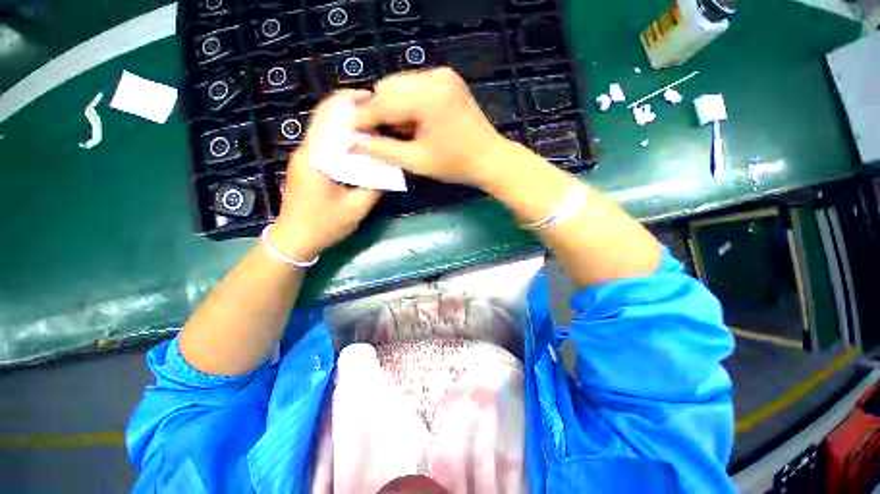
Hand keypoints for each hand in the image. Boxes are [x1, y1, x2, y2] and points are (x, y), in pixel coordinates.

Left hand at [272, 91, 381, 260]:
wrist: (294, 239)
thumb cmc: (324, 225)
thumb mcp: (355, 209)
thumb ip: (374, 186)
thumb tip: (388, 167)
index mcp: (316, 158)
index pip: (329, 117)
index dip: (350, 103)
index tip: (374, 100)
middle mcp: (307, 151)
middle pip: (325, 117)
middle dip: (350, 108)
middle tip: (378, 110)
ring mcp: (305, 157)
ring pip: (325, 128)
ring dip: (347, 122)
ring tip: (372, 123)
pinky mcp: (308, 165)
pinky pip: (325, 142)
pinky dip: (342, 136)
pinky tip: (359, 143)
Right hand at [353, 68, 512, 188]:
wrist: (491, 159)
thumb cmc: (456, 165)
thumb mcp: (417, 161)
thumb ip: (383, 150)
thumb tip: (354, 144)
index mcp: (427, 97)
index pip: (381, 102)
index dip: (362, 119)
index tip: (350, 134)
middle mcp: (434, 76)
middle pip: (388, 88)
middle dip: (379, 113)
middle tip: (380, 136)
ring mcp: (443, 75)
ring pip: (400, 86)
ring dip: (393, 108)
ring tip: (400, 132)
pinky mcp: (448, 79)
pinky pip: (415, 87)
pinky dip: (408, 104)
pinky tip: (414, 123)